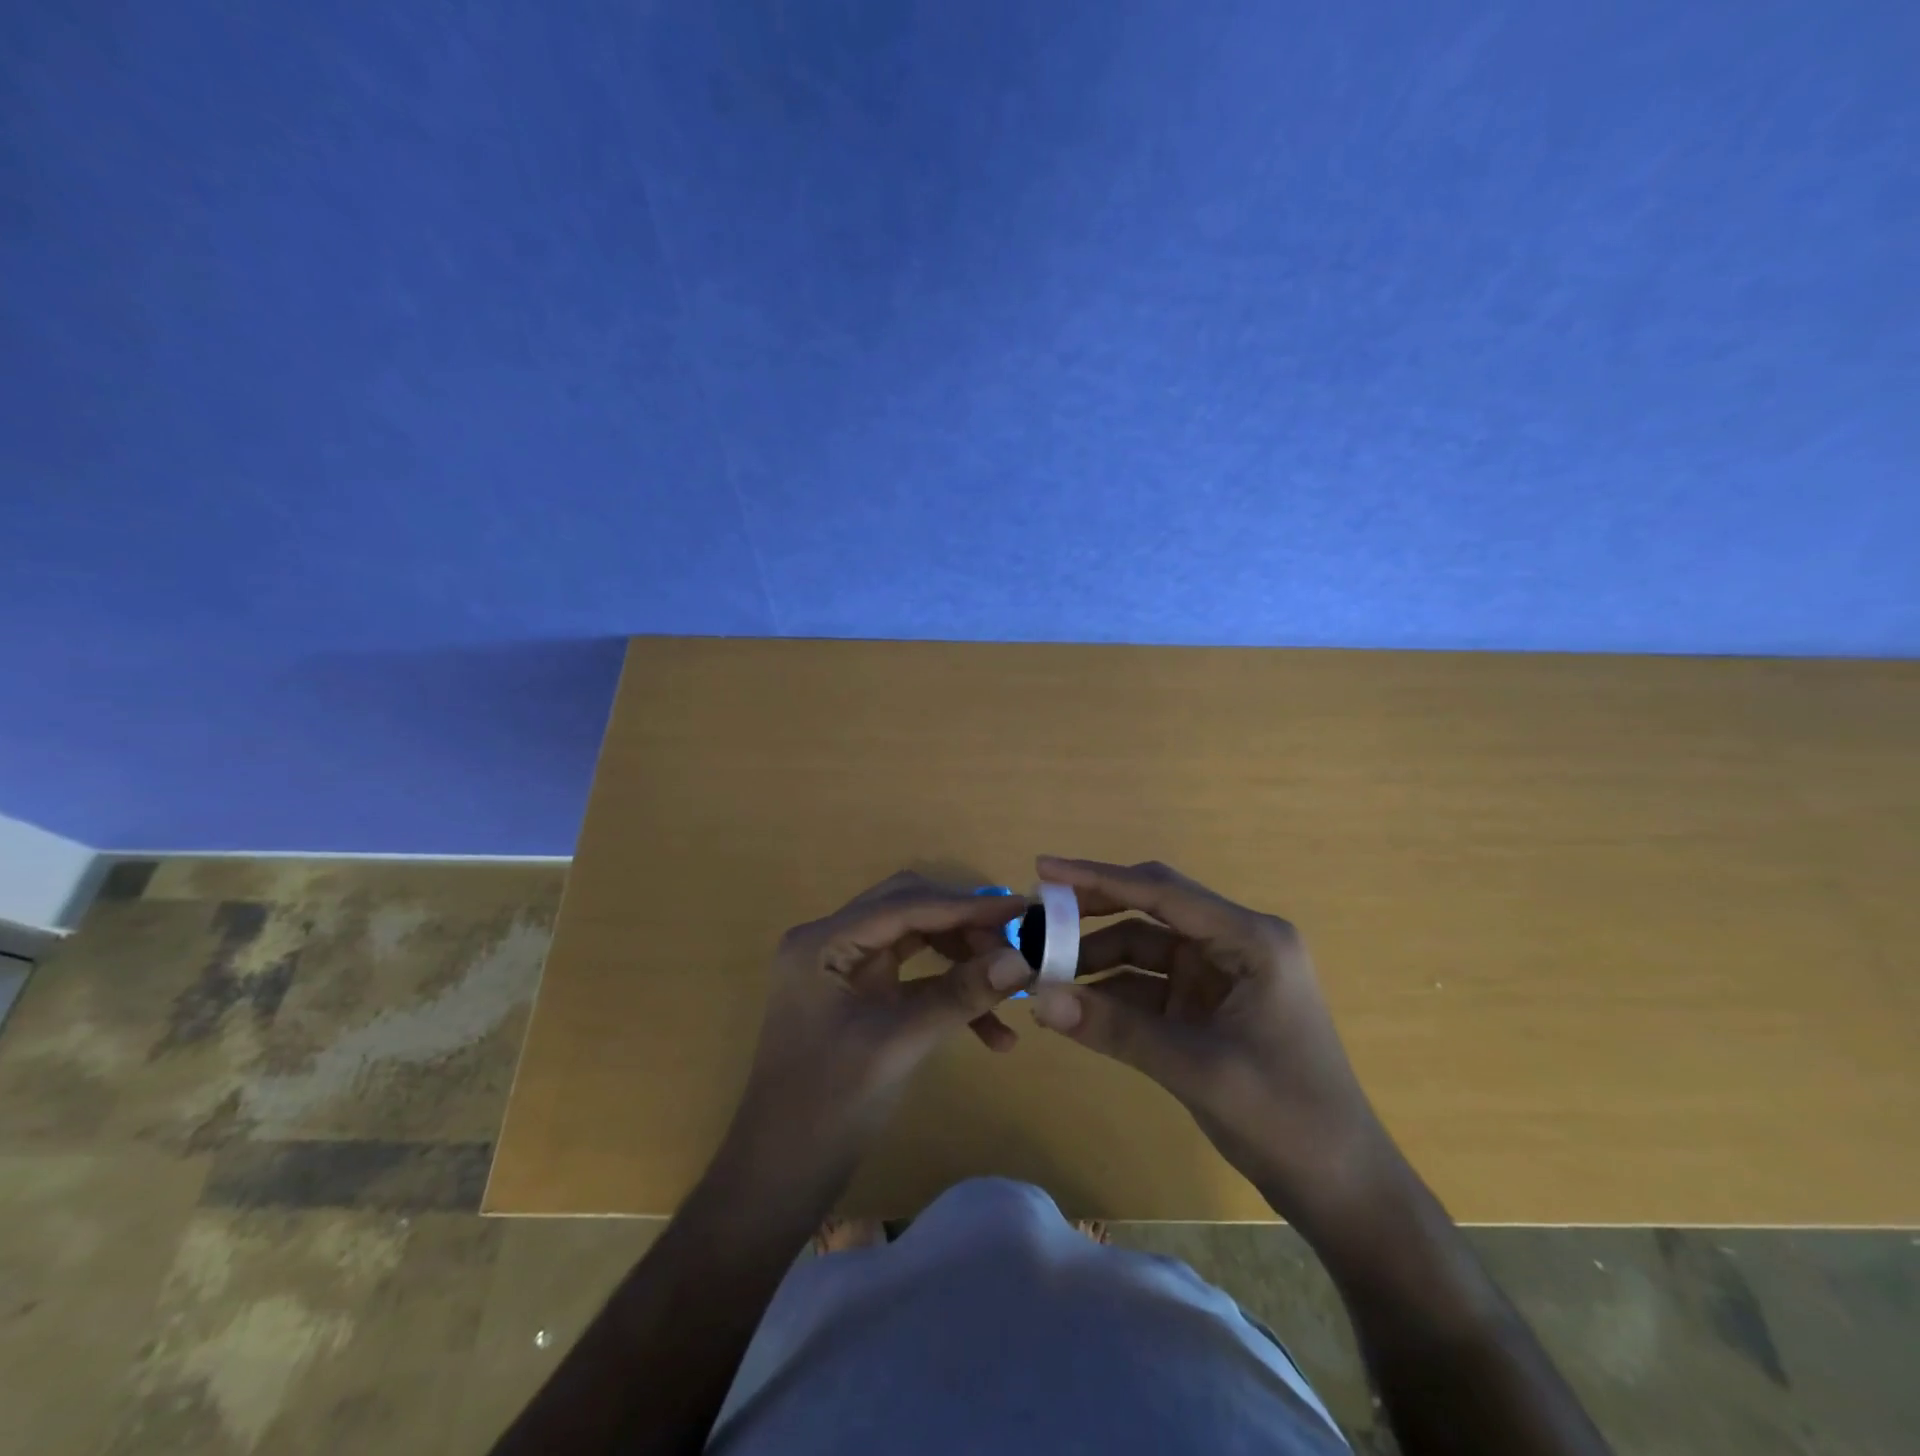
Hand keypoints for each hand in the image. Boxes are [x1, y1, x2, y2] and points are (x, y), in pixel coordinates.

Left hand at [729, 872, 1033, 1162]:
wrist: (780, 1177)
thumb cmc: (827, 1107)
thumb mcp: (898, 1045)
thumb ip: (959, 995)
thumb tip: (1023, 961)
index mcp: (823, 941)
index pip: (904, 904)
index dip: (965, 906)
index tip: (1022, 911)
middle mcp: (832, 940)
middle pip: (910, 910)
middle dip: (965, 929)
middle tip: (1013, 952)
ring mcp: (845, 966)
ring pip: (917, 938)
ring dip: (962, 960)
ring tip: (1009, 993)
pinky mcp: (861, 992)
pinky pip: (914, 975)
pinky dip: (949, 992)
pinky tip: (991, 1033)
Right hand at [1028, 856, 1398, 1223]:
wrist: (1342, 1191)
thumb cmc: (1287, 1118)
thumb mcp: (1196, 1068)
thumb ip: (1116, 1028)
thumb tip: (1037, 998)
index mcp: (1251, 940)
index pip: (1162, 893)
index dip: (1099, 877)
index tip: (1044, 869)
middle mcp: (1235, 944)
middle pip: (1151, 911)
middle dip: (1093, 914)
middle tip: (1036, 919)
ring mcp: (1220, 976)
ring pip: (1144, 949)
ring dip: (1096, 959)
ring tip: (1042, 971)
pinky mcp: (1207, 1007)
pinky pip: (1149, 986)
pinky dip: (1112, 992)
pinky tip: (1073, 1004)